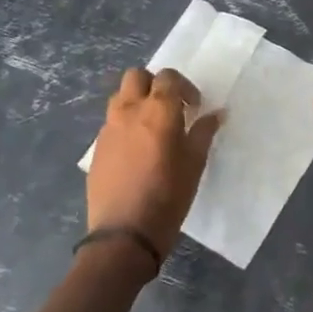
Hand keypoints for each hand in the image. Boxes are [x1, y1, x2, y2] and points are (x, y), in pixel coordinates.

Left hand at [86, 67, 222, 260]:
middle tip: (169, 107)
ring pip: (119, 97)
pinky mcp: (97, 148)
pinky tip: (136, 150)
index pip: (168, 77)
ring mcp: (108, 129)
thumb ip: (203, 132)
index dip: (184, 87)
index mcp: (158, 110)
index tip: (194, 107)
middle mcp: (129, 111)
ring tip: (151, 126)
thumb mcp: (195, 164)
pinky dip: (124, 124)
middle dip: (154, 84)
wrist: (124, 235)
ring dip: (136, 101)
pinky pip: (111, 123)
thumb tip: (216, 113)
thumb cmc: (168, 196)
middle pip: (136, 76)